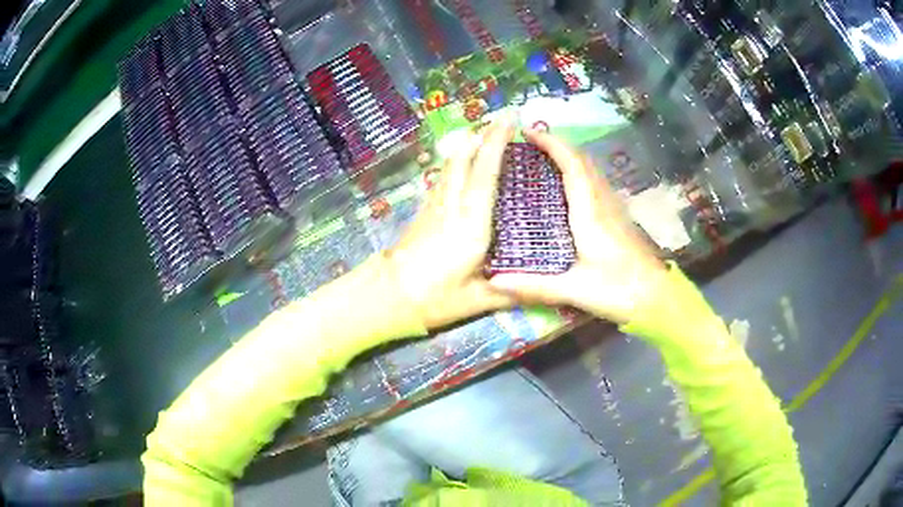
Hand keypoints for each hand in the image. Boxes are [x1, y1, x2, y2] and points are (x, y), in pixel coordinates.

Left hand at [387, 119, 517, 328]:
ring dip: (468, 145)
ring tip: (486, 135)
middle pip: (465, 158)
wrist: (388, 296)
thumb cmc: (435, 298)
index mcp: (471, 223)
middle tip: (502, 121)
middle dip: (483, 135)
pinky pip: (444, 177)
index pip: (486, 172)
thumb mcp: (478, 300)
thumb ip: (512, 291)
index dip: (497, 143)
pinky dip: (457, 162)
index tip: (509, 120)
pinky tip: (464, 165)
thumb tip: (544, 287)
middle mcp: (452, 205)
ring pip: (451, 164)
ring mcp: (435, 205)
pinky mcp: (425, 211)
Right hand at [490, 129, 667, 324]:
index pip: (571, 164)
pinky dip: (578, 173)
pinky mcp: (618, 218)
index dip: (551, 143)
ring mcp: (614, 208)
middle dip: (557, 144)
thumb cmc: (619, 291)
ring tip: (544, 159)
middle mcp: (603, 202)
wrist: (658, 297)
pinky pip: (596, 183)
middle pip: (582, 160)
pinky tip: (567, 188)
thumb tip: (493, 281)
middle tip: (530, 144)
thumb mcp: (574, 290)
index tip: (528, 132)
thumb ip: (535, 286)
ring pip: (591, 170)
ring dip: (569, 156)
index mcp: (590, 213)